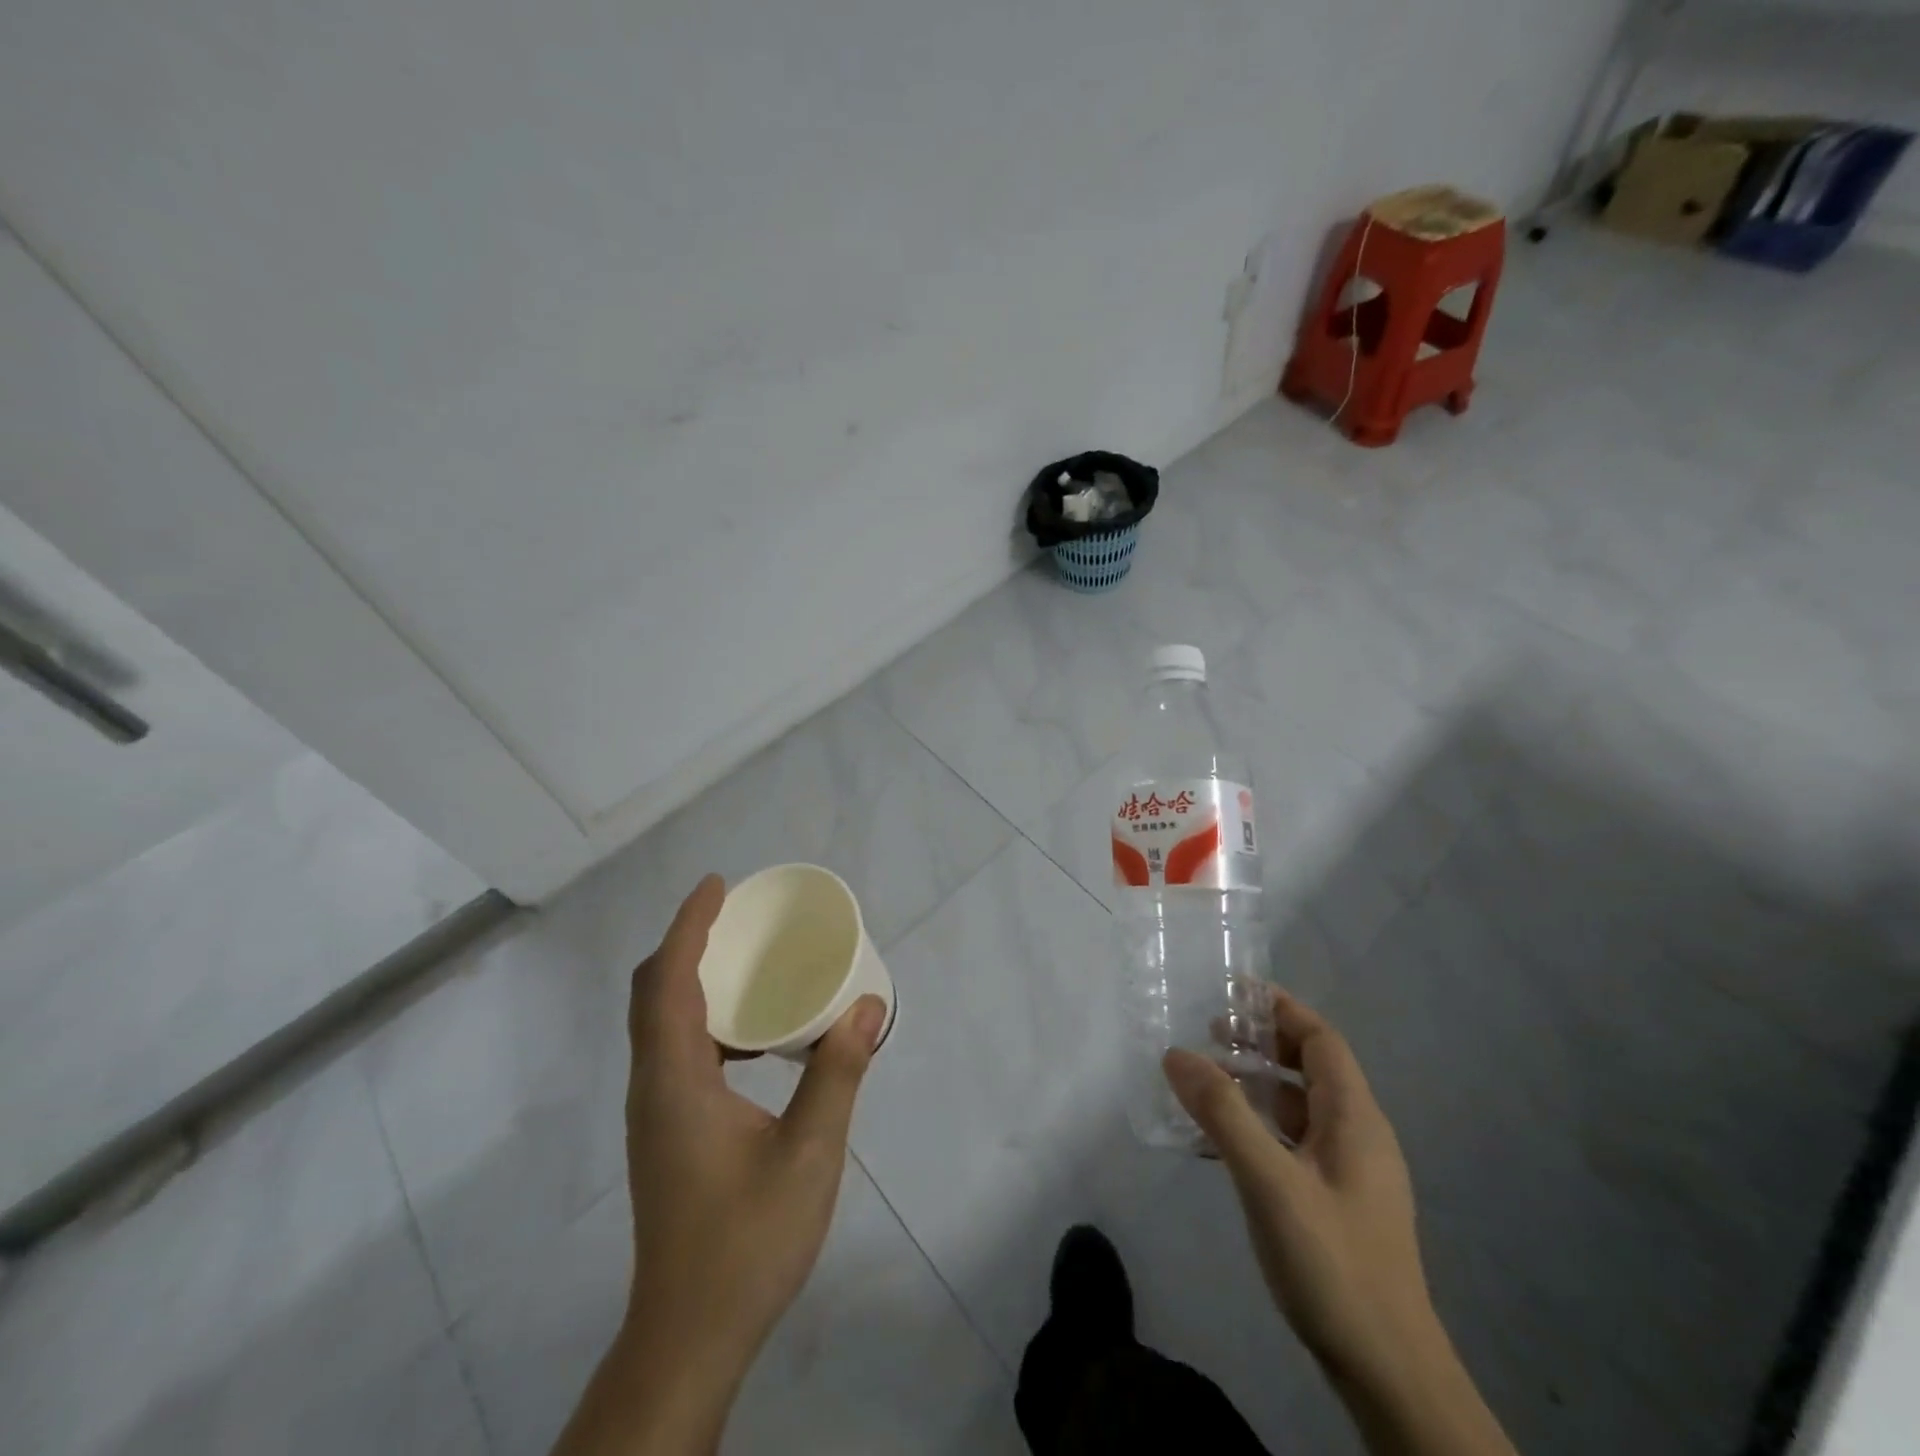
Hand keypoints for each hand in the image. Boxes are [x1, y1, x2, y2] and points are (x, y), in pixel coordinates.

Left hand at [554, 874, 885, 1454]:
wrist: (690, 1336)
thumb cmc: (746, 1241)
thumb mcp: (809, 1153)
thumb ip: (838, 1072)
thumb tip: (867, 1005)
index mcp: (675, 1081)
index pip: (666, 981)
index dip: (688, 926)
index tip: (718, 886)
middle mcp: (653, 1087)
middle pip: (652, 993)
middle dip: (687, 942)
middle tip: (736, 915)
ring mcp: (655, 1112)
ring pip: (660, 1023)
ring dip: (692, 978)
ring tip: (746, 960)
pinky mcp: (666, 1132)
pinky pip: (676, 1050)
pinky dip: (704, 1018)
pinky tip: (752, 1035)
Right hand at [1164, 991, 1514, 1455]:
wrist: (1388, 1372)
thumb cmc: (1333, 1262)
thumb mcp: (1269, 1181)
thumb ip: (1222, 1113)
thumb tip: (1176, 1053)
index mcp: (1355, 1118)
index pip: (1321, 1040)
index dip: (1281, 1009)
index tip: (1234, 990)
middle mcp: (1359, 1136)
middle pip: (1312, 1068)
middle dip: (1263, 1042)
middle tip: (1210, 1031)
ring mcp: (1350, 1173)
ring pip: (1301, 1107)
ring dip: (1258, 1083)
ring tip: (1208, 1076)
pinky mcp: (1338, 1203)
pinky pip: (1294, 1141)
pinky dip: (1260, 1124)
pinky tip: (1222, 1141)